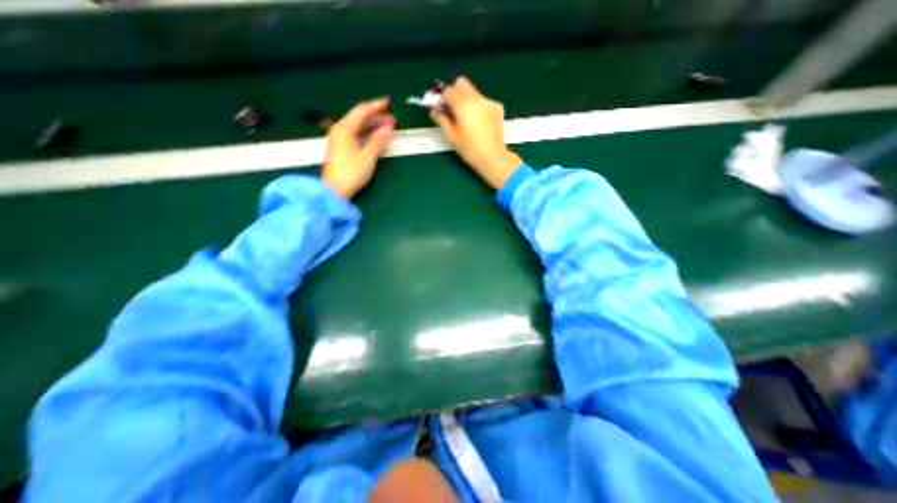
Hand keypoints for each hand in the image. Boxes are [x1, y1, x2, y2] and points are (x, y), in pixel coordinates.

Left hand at [321, 97, 393, 197]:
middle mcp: (340, 130)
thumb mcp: (367, 157)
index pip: (362, 111)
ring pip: (358, 127)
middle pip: (359, 118)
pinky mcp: (342, 148)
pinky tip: (376, 138)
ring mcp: (340, 139)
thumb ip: (378, 141)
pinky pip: (356, 135)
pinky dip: (367, 134)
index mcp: (344, 128)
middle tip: (393, 121)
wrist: (334, 190)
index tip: (389, 103)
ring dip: (373, 126)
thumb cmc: (351, 173)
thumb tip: (389, 128)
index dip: (376, 106)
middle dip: (376, 117)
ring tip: (388, 129)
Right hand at [428, 76, 522, 187]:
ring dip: (466, 99)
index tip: (441, 108)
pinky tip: (479, 122)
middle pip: (462, 83)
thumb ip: (442, 120)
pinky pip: (483, 100)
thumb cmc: (470, 150)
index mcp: (464, 105)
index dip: (443, 98)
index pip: (449, 90)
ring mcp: (489, 102)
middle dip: (454, 92)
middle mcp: (477, 98)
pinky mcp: (497, 107)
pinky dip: (477, 106)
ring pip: (473, 91)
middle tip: (452, 109)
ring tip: (466, 119)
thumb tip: (434, 111)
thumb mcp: (452, 137)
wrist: (493, 158)